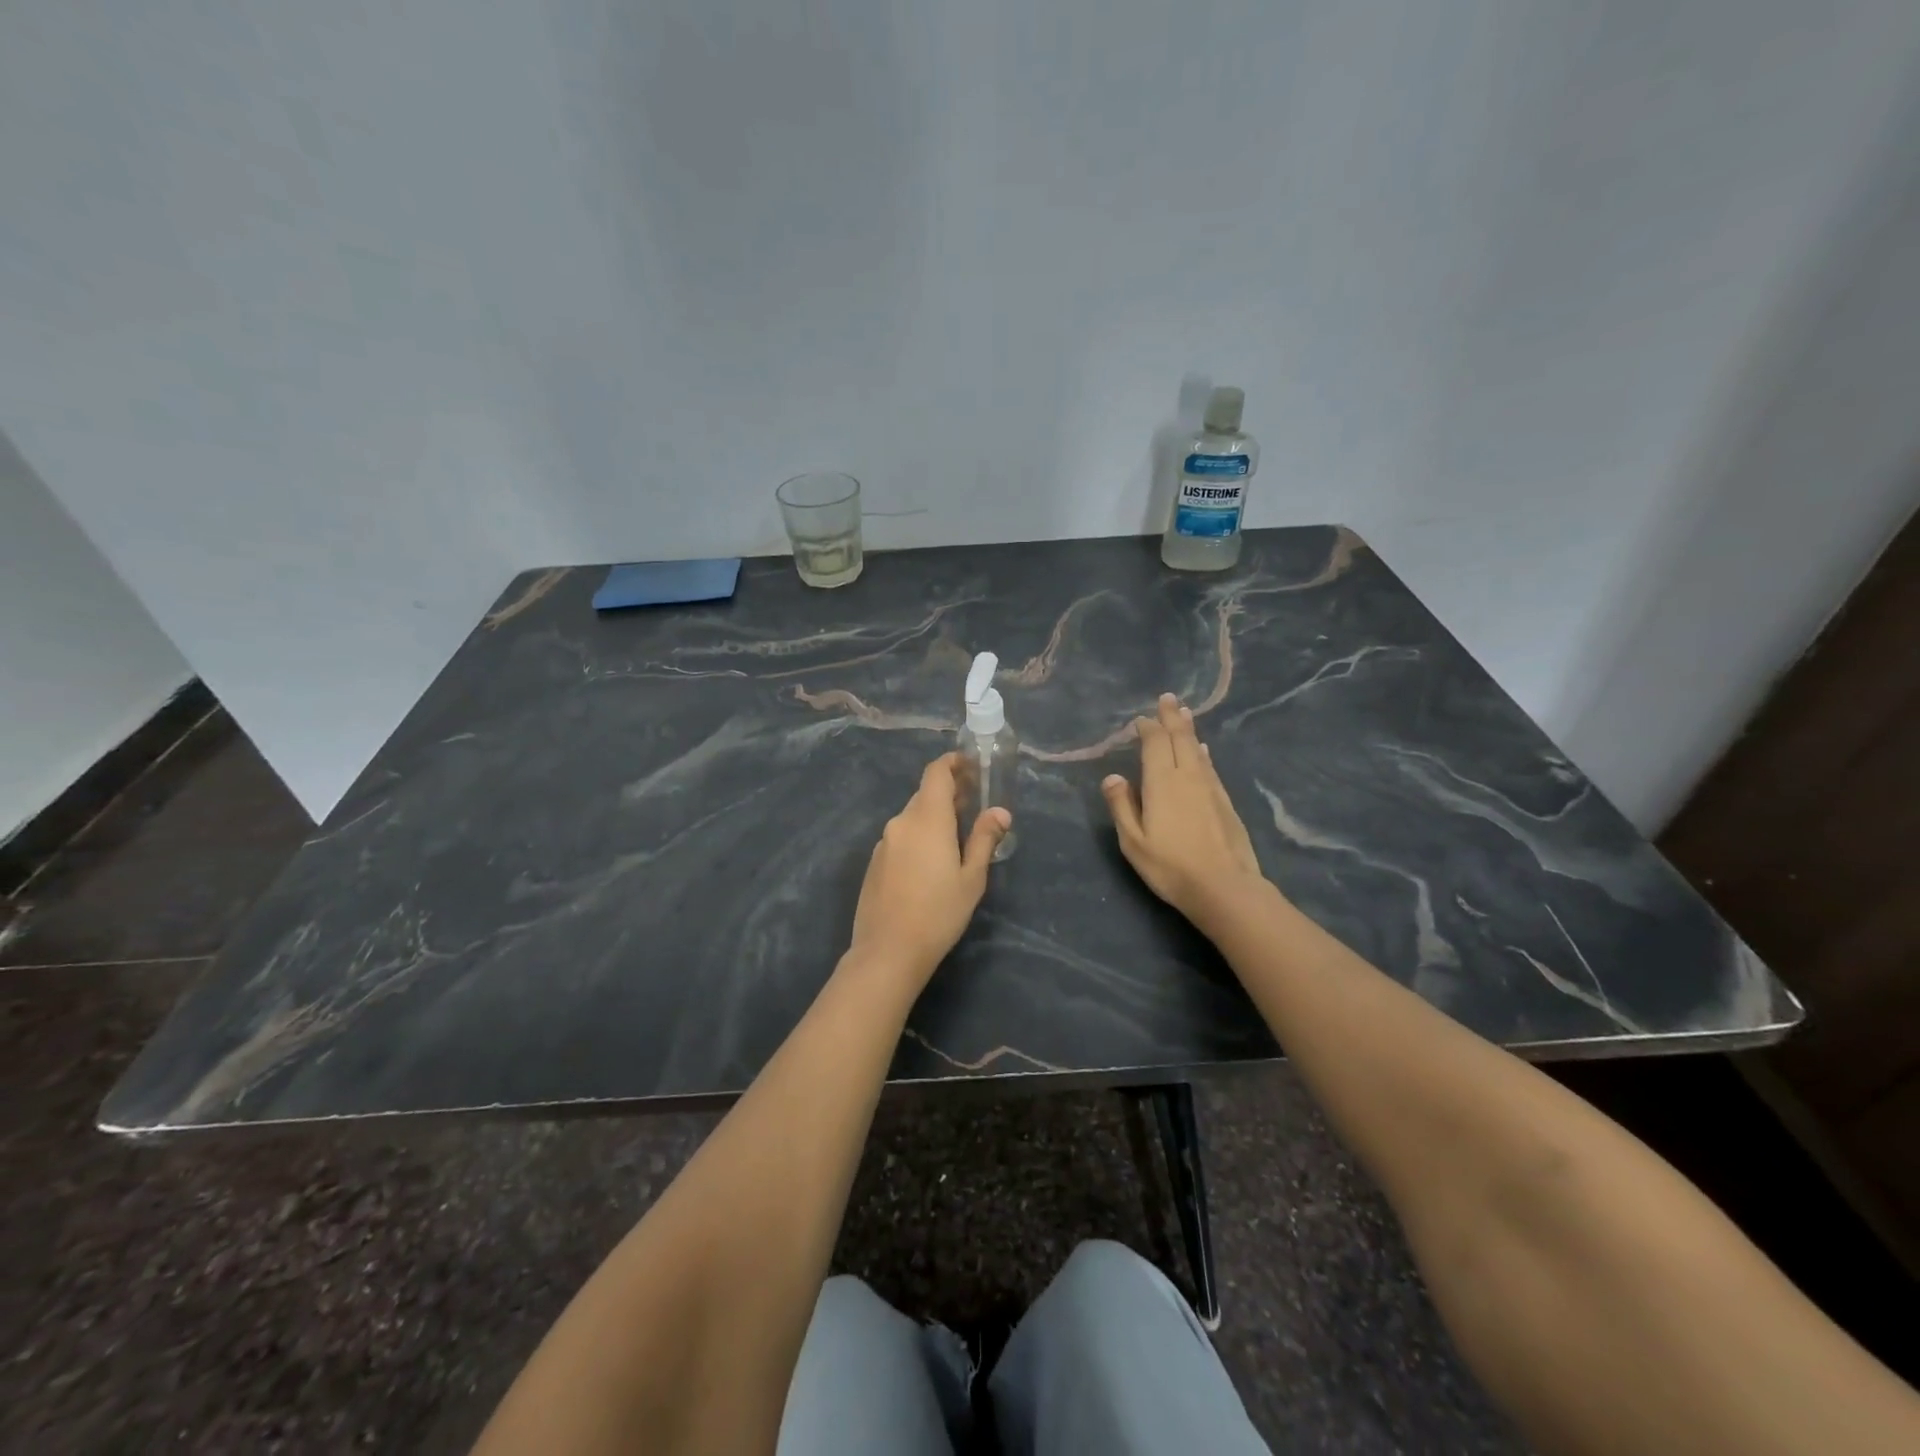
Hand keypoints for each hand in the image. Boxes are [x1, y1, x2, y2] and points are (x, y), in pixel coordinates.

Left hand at [848, 753, 1010, 985]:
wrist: (888, 951)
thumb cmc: (938, 914)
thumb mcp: (972, 878)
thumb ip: (985, 839)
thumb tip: (1000, 811)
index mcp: (927, 819)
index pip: (936, 773)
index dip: (953, 763)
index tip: (971, 767)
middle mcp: (901, 822)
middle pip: (925, 795)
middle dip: (949, 793)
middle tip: (973, 805)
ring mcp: (884, 842)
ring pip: (912, 817)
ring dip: (934, 817)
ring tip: (957, 836)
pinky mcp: (875, 862)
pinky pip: (901, 837)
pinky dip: (918, 836)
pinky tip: (930, 863)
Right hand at [1101, 693, 1264, 925]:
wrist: (1224, 887)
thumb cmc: (1170, 866)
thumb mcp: (1133, 841)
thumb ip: (1122, 805)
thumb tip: (1112, 776)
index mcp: (1161, 782)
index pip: (1155, 743)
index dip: (1148, 728)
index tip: (1140, 720)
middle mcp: (1188, 776)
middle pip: (1180, 738)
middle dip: (1172, 717)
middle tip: (1168, 698)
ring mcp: (1210, 787)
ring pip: (1198, 749)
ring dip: (1189, 729)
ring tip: (1184, 713)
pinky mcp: (1225, 801)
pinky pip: (1210, 766)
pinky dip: (1203, 753)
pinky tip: (1204, 751)